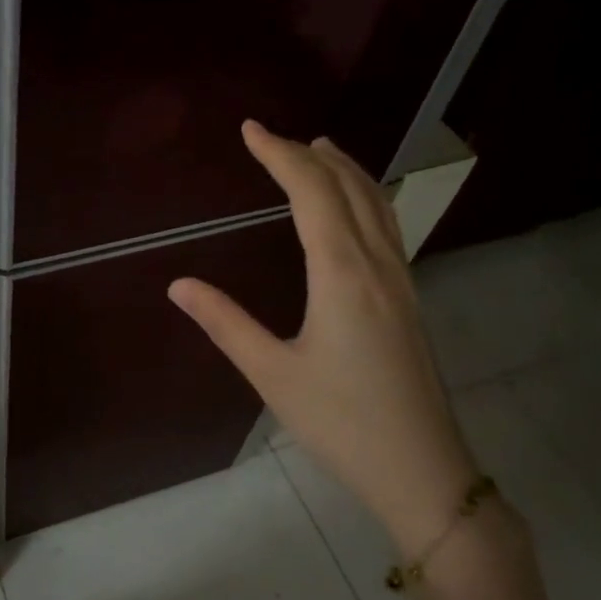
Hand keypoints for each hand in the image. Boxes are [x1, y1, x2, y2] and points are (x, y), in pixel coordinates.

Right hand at [168, 121, 476, 552]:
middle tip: (274, 137)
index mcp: (343, 274)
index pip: (311, 193)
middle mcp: (378, 265)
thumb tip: (178, 284)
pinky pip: (387, 227)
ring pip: (377, 204)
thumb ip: (225, 323)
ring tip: (321, 150)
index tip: (250, 129)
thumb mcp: (272, 374)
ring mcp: (402, 281)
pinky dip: (365, 198)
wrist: (422, 469)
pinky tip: (354, 211)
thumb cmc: (341, 423)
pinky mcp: (409, 301)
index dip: (279, 155)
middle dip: (310, 155)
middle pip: (349, 188)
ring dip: (346, 171)